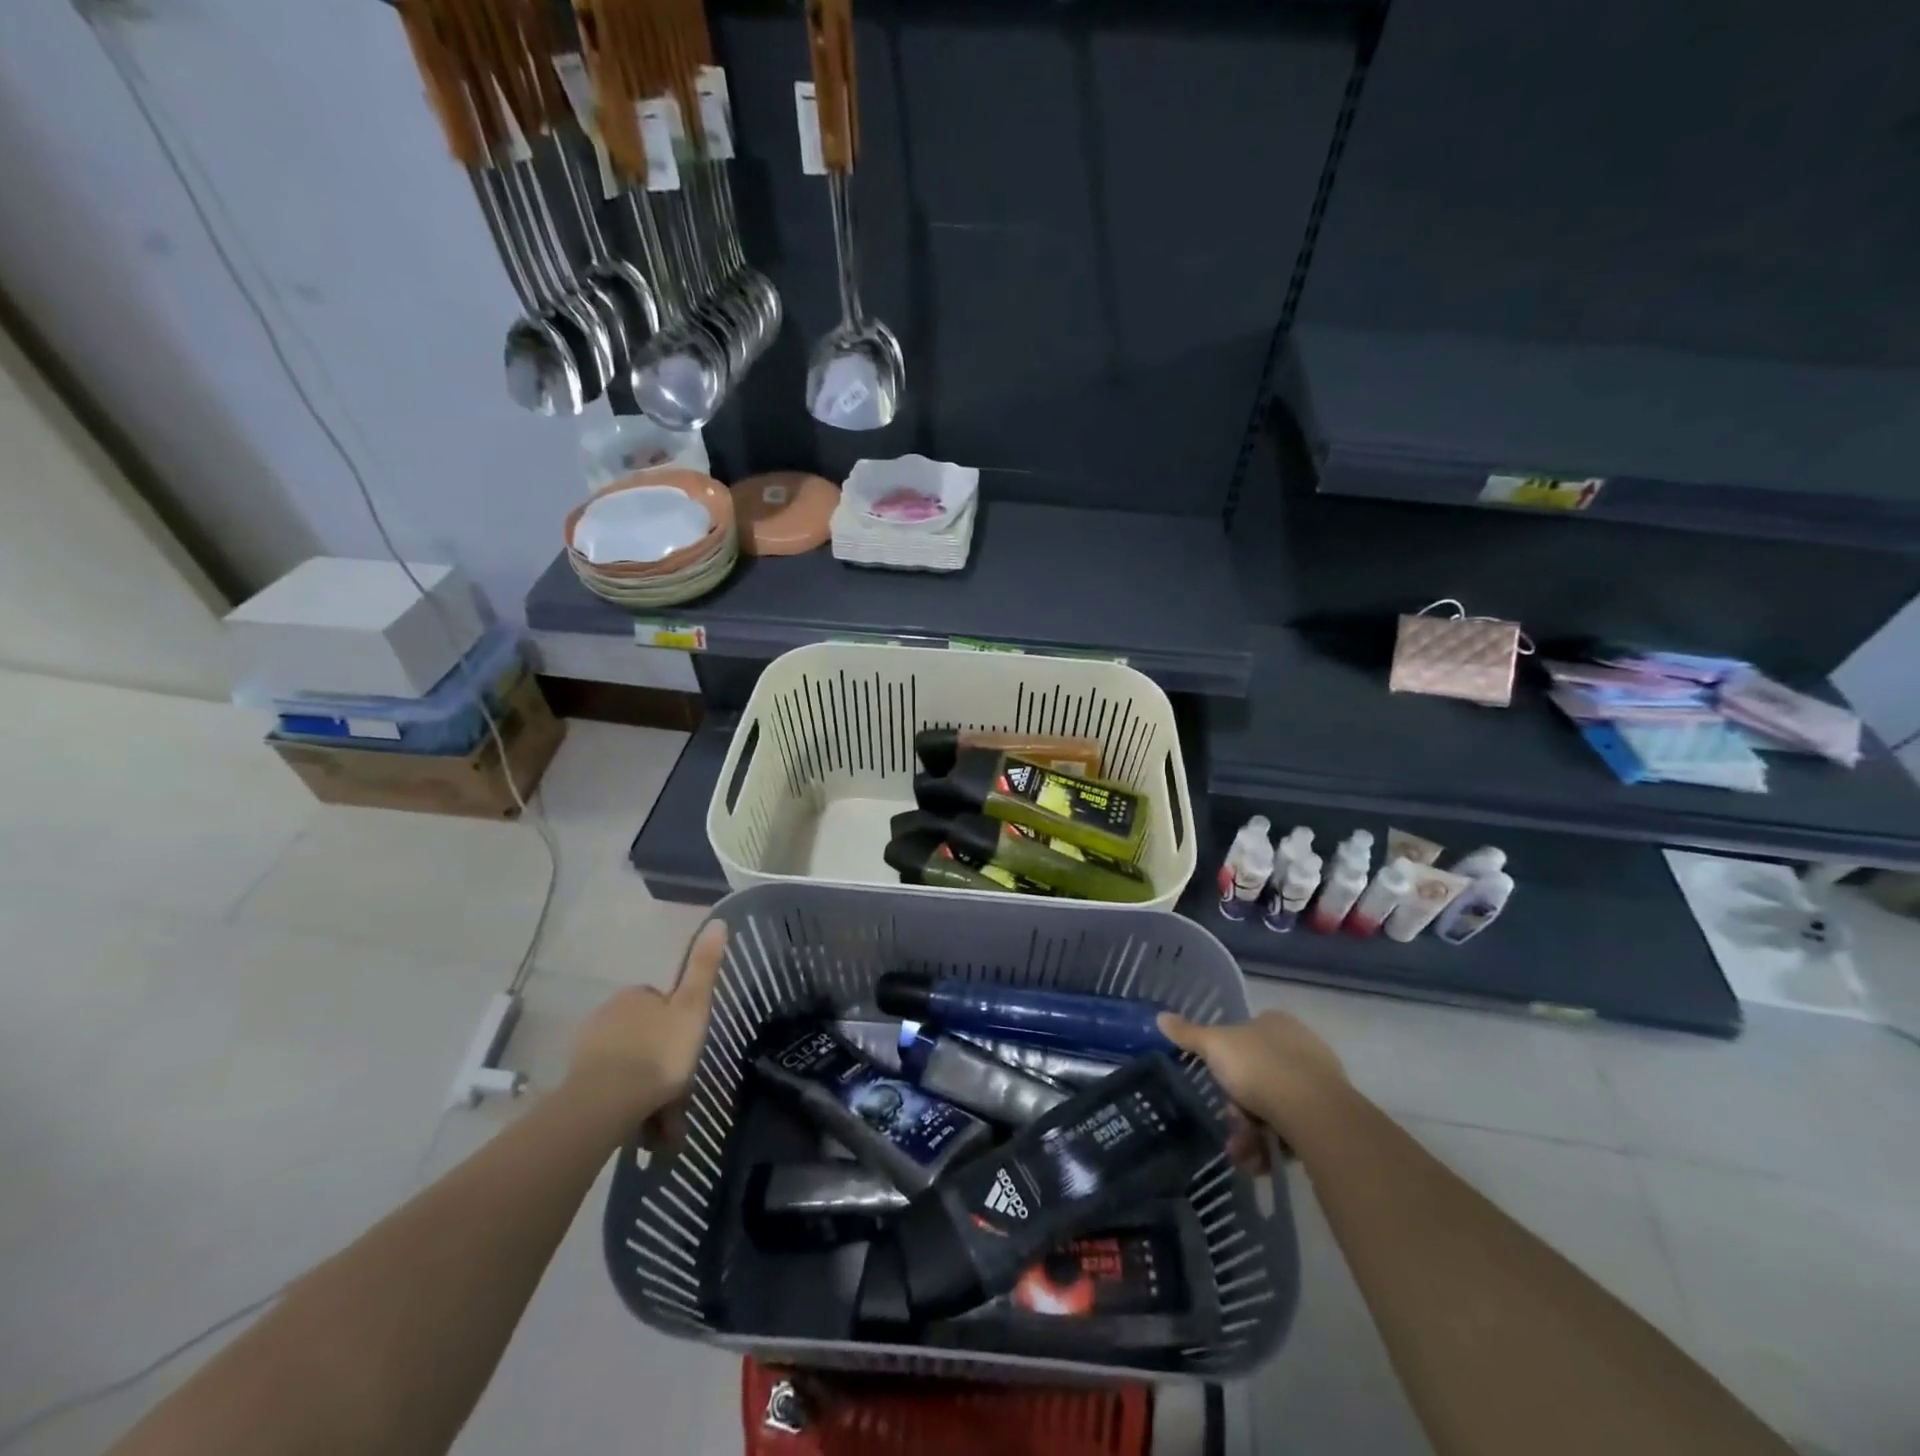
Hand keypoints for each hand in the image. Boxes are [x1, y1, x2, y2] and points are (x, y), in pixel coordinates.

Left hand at [564, 920, 726, 1128]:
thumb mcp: (693, 1007)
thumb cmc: (658, 1053)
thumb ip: (704, 967)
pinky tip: (641, 1128)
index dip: (679, 1028)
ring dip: (647, 1091)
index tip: (689, 1053)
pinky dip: (627, 1106)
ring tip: (663, 1125)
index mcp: (635, 996)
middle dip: (662, 1065)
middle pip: (645, 1038)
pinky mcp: (576, 1082)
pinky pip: (611, 1090)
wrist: (606, 1104)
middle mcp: (608, 1014)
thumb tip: (718, 921)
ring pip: (629, 1067)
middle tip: (679, 1097)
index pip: (662, 1005)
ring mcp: (588, 1049)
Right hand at [1158, 1008, 1349, 1144]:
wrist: (1315, 1113)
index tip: (1216, 1085)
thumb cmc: (1260, 1067)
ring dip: (1253, 1134)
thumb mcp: (1214, 1046)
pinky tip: (1263, 1163)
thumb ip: (1188, 1034)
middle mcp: (1299, 1046)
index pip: (1243, 1037)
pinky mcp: (1331, 1116)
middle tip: (1230, 1126)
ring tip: (1244, 1157)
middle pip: (1256, 1077)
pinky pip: (1294, 1129)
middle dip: (1239, 1108)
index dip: (1225, 1063)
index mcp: (1274, 1022)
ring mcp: (1319, 1081)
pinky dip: (1275, 1146)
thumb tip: (1160, 1017)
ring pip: (1274, 1106)